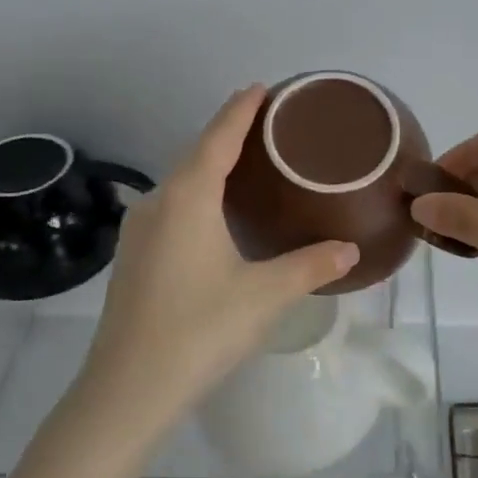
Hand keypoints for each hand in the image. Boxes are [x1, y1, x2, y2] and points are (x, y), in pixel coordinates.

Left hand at [79, 86, 359, 428]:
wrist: (126, 390)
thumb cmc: (199, 330)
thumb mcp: (264, 295)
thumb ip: (310, 266)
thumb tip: (350, 251)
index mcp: (188, 197)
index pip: (219, 137)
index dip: (241, 109)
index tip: (262, 87)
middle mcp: (159, 201)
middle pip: (197, 153)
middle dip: (228, 132)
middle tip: (267, 123)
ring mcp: (139, 229)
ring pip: (180, 181)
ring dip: (210, 164)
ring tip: (245, 162)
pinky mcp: (133, 255)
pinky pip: (171, 205)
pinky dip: (197, 192)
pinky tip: (213, 212)